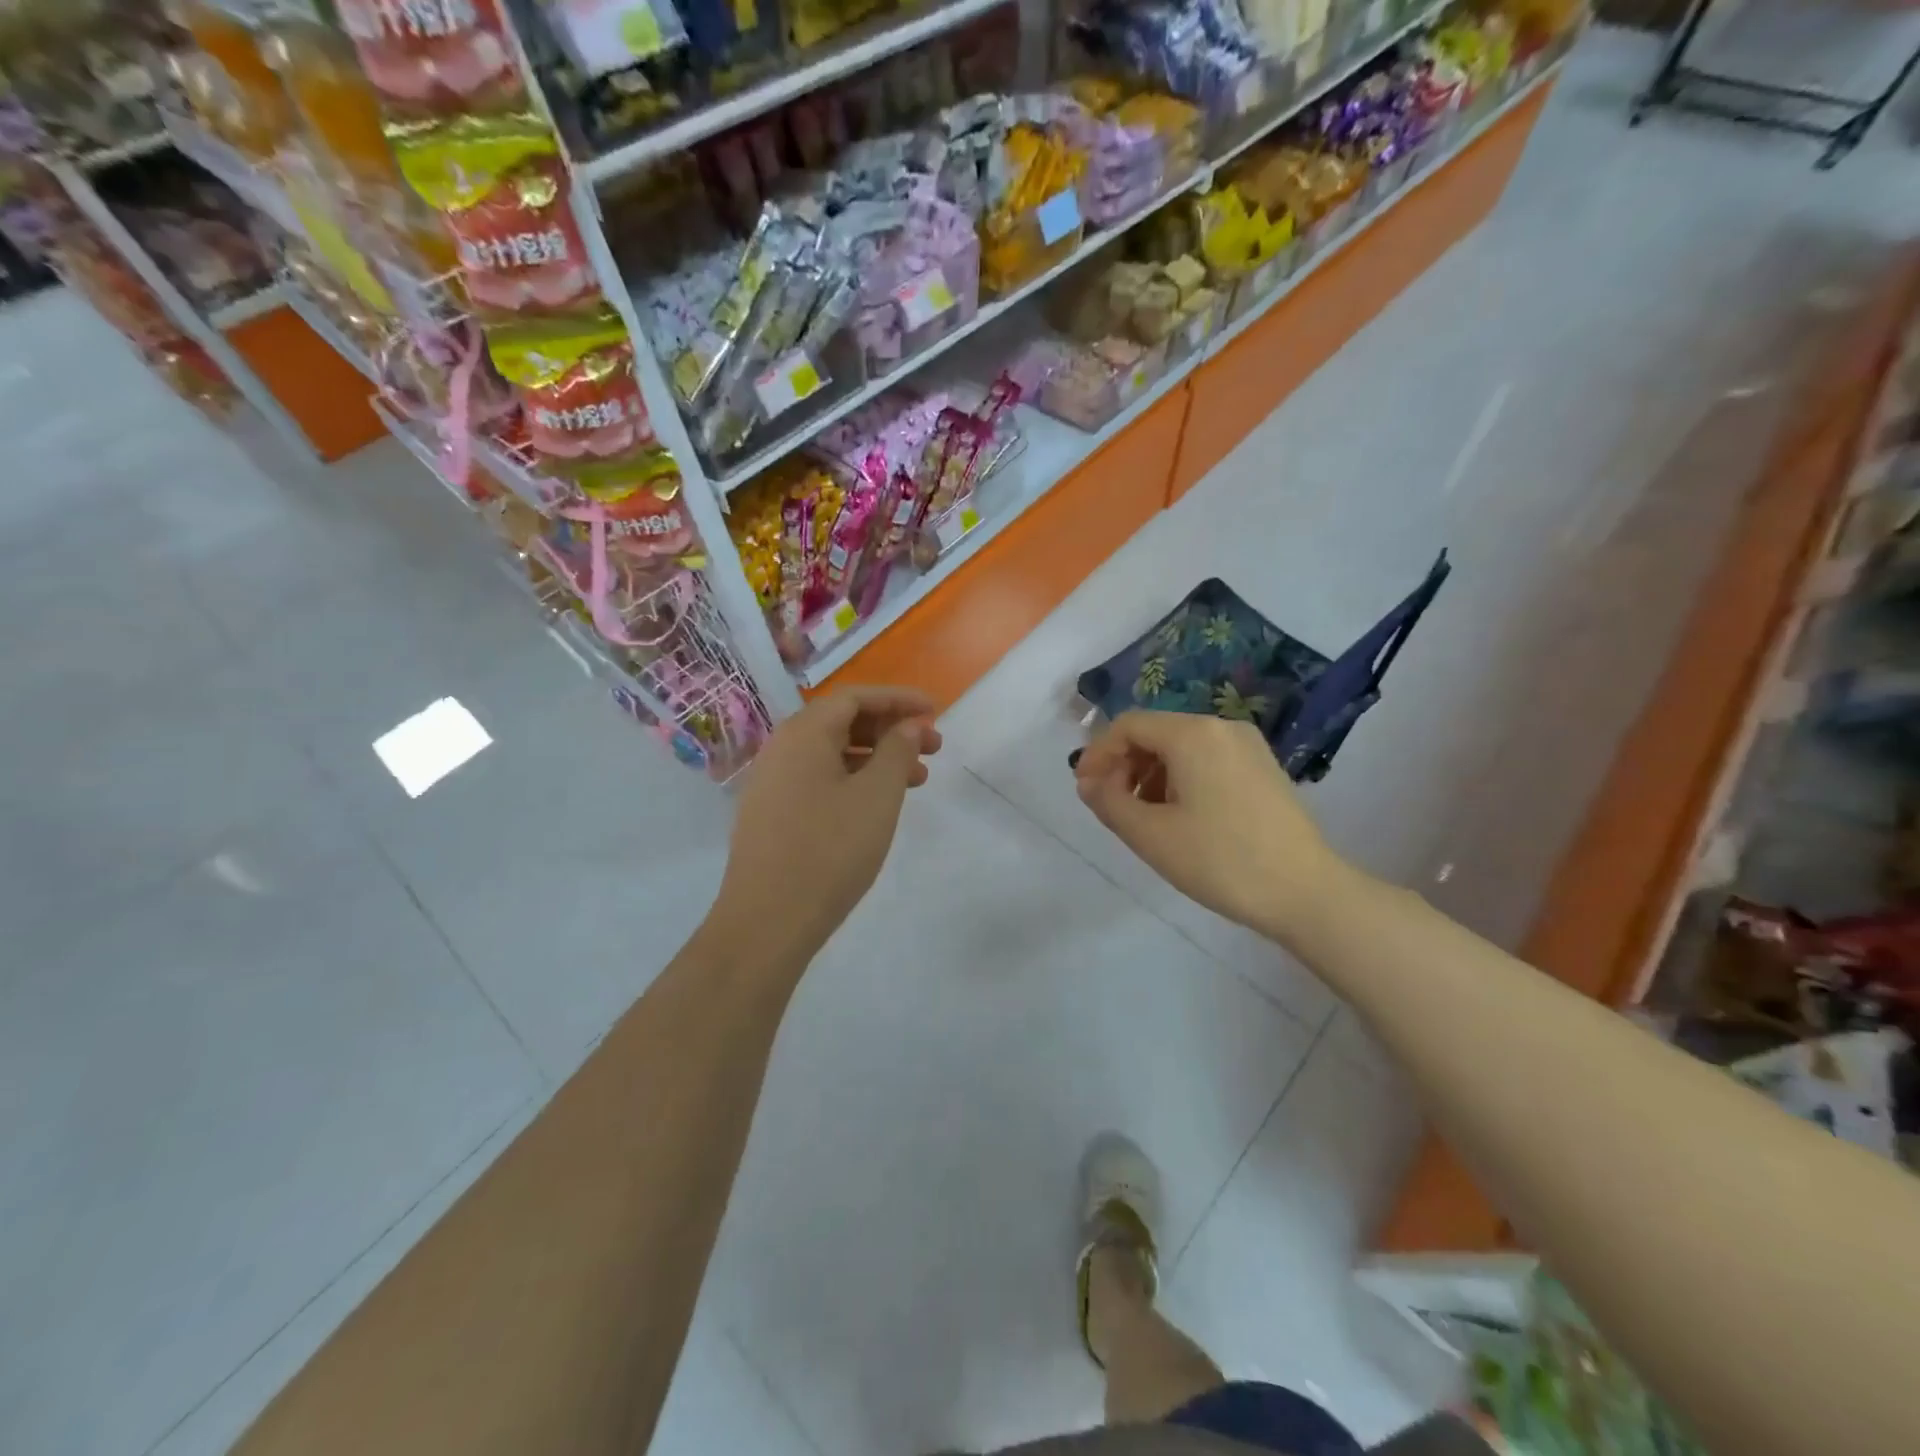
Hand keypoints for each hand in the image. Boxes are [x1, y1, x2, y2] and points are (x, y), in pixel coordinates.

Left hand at [713, 686, 941, 966]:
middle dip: (891, 729)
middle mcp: (781, 749)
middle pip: (842, 722)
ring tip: (918, 780)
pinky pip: (819, 780)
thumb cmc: (830, 850)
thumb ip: (897, 751)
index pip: (855, 697)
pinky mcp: (771, 815)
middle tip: (933, 748)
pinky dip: (854, 780)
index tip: (935, 710)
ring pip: (833, 754)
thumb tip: (909, 725)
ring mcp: (772, 783)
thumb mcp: (877, 795)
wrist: (767, 921)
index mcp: (803, 733)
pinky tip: (878, 805)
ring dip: (877, 758)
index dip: (899, 699)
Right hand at [1074, 711, 1341, 942]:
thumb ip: (1108, 801)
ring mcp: (1247, 746)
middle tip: (1110, 805)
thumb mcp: (1150, 835)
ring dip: (1150, 775)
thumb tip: (1088, 782)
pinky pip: (1205, 760)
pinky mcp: (1262, 767)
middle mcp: (1221, 727)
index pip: (1128, 726)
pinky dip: (1179, 779)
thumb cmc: (1221, 861)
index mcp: (1193, 734)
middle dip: (1124, 765)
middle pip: (1155, 732)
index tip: (1084, 789)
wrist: (1305, 892)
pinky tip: (1178, 817)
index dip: (1098, 753)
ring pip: (1180, 747)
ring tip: (1142, 817)